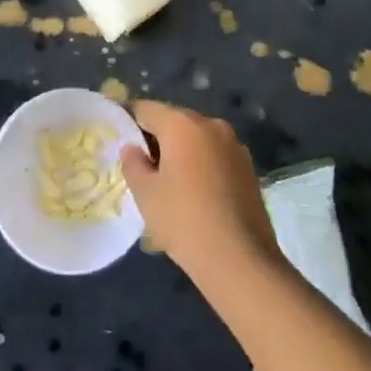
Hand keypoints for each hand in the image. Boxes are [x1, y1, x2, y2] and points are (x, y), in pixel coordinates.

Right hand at [120, 100, 279, 280]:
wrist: (241, 261)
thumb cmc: (185, 222)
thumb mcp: (146, 194)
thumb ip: (133, 164)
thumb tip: (132, 148)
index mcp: (182, 124)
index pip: (146, 109)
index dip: (130, 122)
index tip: (121, 142)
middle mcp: (210, 124)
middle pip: (174, 121)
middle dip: (157, 138)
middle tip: (144, 168)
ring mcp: (234, 144)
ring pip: (197, 139)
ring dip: (182, 152)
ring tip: (171, 185)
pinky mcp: (249, 167)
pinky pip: (215, 155)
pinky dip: (202, 165)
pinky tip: (197, 195)